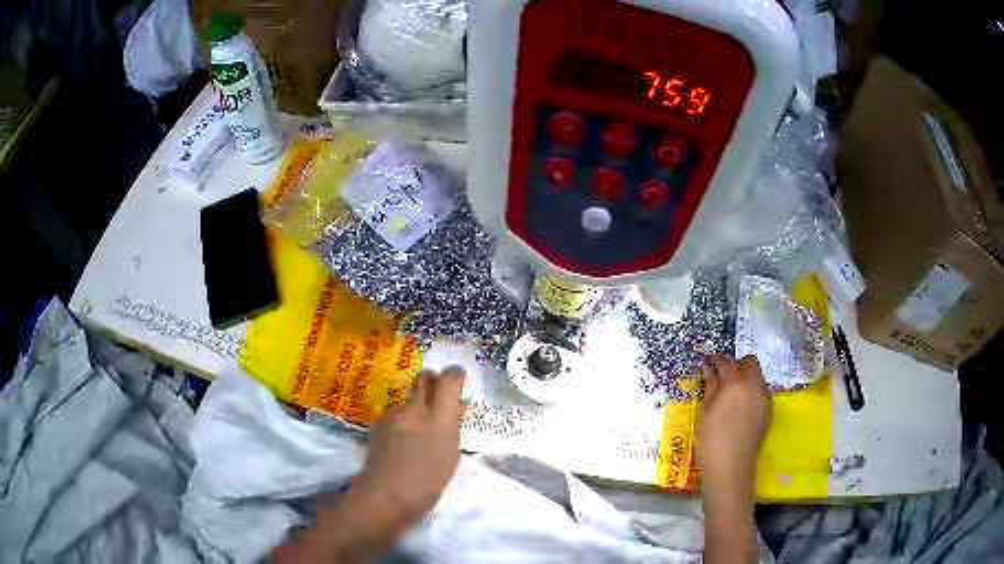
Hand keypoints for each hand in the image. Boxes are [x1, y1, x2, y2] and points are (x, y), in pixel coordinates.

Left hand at [355, 367, 466, 521]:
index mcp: (439, 418)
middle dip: (432, 381)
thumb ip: (453, 427)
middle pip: (424, 379)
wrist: (386, 495)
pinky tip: (401, 440)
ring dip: (415, 405)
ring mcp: (393, 414)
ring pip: (408, 398)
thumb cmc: (428, 483)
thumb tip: (456, 407)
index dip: (455, 375)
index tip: (458, 378)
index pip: (449, 379)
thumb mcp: (451, 456)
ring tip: (418, 430)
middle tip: (438, 395)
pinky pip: (395, 412)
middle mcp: (415, 409)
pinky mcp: (378, 422)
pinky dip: (401, 419)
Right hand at [697, 355, 770, 491]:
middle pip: (750, 362)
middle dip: (736, 365)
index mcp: (736, 385)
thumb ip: (710, 387)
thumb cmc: (711, 442)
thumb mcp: (706, 413)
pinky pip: (761, 391)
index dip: (715, 360)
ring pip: (758, 376)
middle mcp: (755, 386)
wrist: (731, 470)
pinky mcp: (769, 411)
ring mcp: (765, 399)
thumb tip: (708, 369)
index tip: (707, 362)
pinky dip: (751, 391)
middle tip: (721, 377)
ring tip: (730, 393)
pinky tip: (740, 407)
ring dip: (745, 377)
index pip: (726, 363)